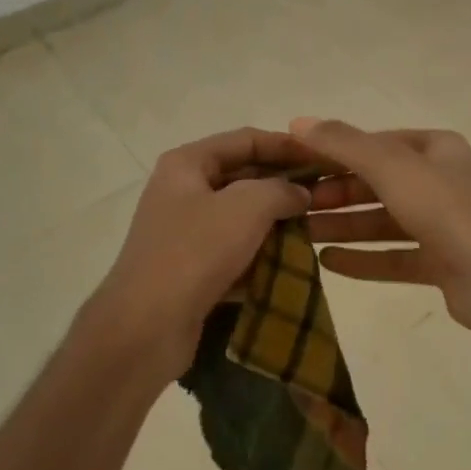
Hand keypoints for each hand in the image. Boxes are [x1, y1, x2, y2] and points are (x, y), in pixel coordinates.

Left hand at [86, 128, 316, 378]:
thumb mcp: (246, 208)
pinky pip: (234, 252)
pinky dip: (260, 255)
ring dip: (276, 223)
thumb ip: (280, 190)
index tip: (324, 156)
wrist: (144, 329)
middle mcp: (183, 191)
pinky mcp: (191, 270)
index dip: (287, 145)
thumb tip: (299, 192)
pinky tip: (291, 264)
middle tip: (327, 194)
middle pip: (243, 177)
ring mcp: (184, 232)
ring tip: (317, 228)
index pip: (246, 140)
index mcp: (188, 164)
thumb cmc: (194, 252)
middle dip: (284, 186)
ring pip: (241, 217)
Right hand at [290, 118, 470, 347]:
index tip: (297, 164)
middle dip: (336, 193)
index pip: (375, 143)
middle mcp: (441, 181)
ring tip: (302, 234)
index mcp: (435, 149)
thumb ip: (343, 143)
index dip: (335, 151)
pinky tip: (328, 263)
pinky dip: (364, 259)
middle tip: (295, 205)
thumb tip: (298, 121)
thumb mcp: (390, 165)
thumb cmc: (446, 209)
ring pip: (384, 221)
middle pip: (378, 183)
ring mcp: (445, 225)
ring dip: (344, 226)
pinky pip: (395, 256)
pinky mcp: (444, 264)